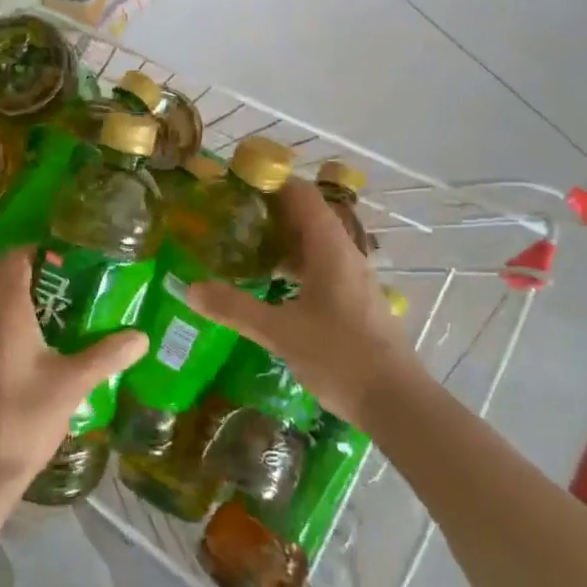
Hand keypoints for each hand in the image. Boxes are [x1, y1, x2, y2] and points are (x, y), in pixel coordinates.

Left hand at [0, 250, 145, 505]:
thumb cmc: (23, 420)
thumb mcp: (73, 385)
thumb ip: (109, 354)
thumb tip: (143, 336)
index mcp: (3, 307)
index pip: (16, 257)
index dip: (39, 252)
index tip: (64, 263)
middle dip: (18, 269)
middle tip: (52, 289)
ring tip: (31, 319)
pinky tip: (3, 353)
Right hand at [186, 178, 417, 425]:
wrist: (396, 402)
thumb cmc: (340, 356)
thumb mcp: (279, 332)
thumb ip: (235, 308)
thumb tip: (190, 288)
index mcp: (330, 248)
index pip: (302, 195)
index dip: (271, 184)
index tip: (235, 187)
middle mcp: (345, 254)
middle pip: (307, 216)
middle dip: (270, 213)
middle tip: (230, 219)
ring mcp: (353, 278)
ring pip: (314, 244)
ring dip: (282, 241)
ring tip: (244, 248)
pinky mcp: (355, 300)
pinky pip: (321, 267)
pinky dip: (295, 266)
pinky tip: (272, 285)